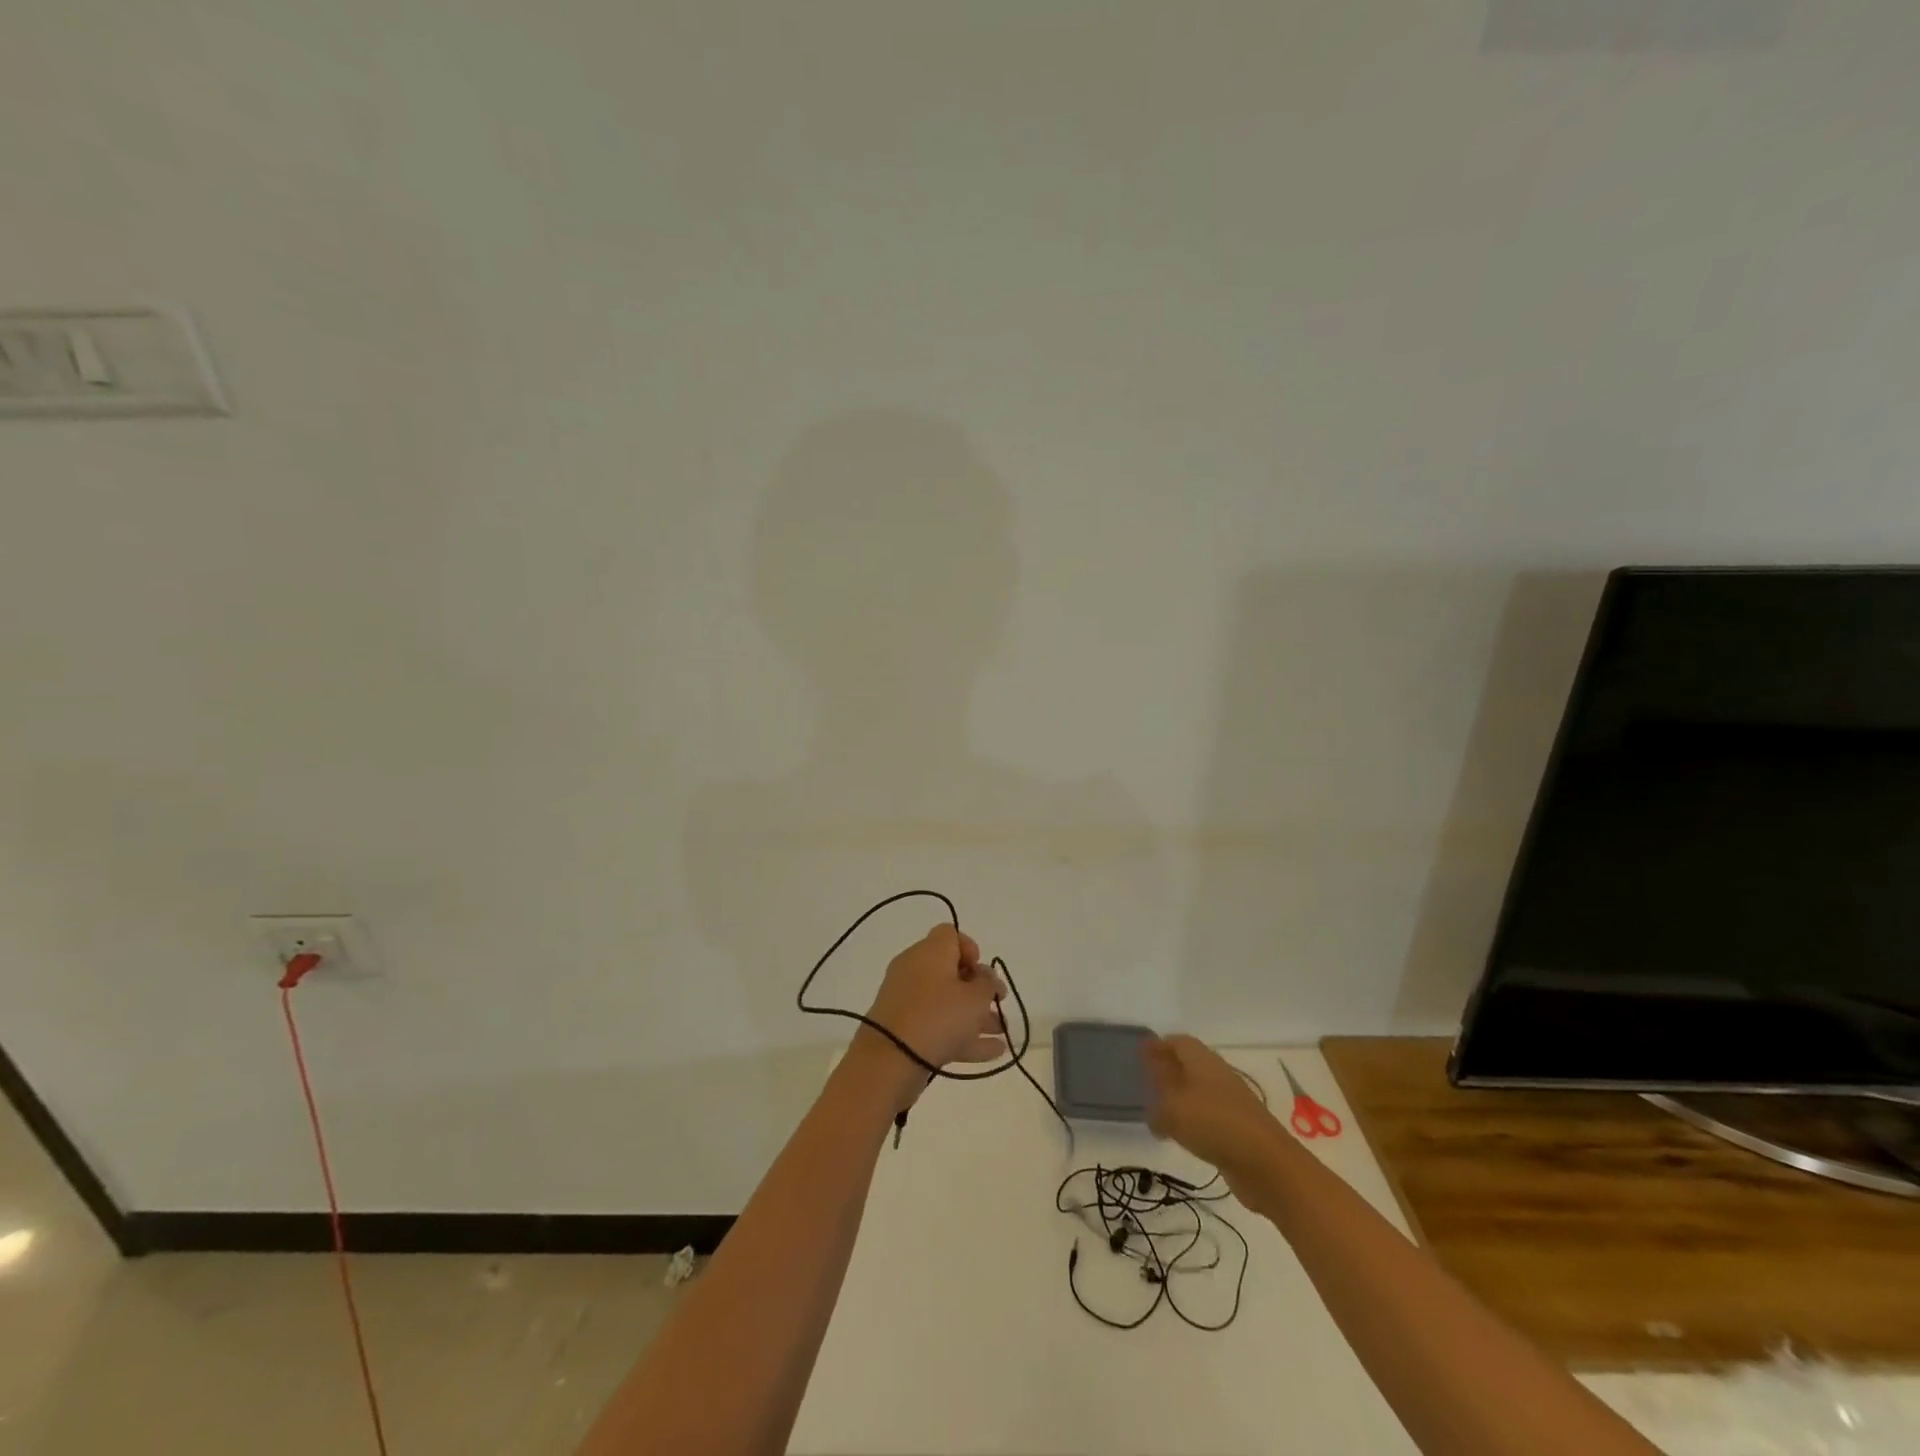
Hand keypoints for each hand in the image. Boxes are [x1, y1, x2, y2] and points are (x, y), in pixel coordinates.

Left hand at [858, 924, 1008, 1082]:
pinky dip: (962, 1035)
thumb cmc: (938, 1016)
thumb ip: (987, 984)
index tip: (982, 972)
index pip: (950, 934)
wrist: (890, 1059)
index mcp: (930, 952)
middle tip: (998, 1003)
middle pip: (951, 971)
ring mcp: (907, 1001)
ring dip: (975, 1016)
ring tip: (1002, 1033)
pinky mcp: (904, 1029)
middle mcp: (915, 969)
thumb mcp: (975, 997)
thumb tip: (985, 976)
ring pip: (946, 1002)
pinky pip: (938, 1025)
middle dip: (978, 989)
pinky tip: (992, 1052)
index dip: (970, 949)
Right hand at [1143, 1035, 1280, 1191]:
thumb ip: (1157, 1108)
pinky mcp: (1237, 1129)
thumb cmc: (1215, 1124)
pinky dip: (1190, 1120)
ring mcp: (1230, 1103)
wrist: (1268, 1164)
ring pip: (1197, 1092)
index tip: (1140, 1052)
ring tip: (1158, 1108)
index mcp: (1202, 1061)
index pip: (1178, 1042)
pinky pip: (1206, 1116)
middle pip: (1189, 1065)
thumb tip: (1154, 1110)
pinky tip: (1179, 1135)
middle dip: (1167, 1069)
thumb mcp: (1174, 1111)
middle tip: (1146, 1078)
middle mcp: (1217, 1076)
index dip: (1159, 1045)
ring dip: (1178, 1097)